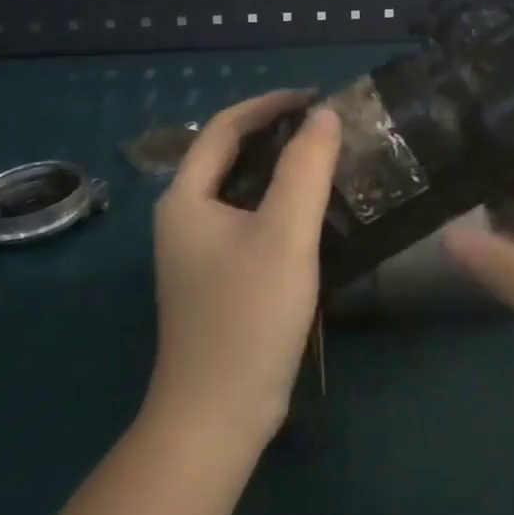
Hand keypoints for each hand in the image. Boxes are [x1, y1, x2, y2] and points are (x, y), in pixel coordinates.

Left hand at [147, 90, 341, 451]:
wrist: (217, 416)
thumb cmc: (247, 316)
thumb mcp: (284, 234)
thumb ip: (306, 168)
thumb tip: (325, 116)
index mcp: (186, 198)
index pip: (225, 127)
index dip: (270, 104)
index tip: (317, 98)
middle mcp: (184, 218)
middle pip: (230, 155)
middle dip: (277, 134)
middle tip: (328, 128)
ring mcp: (199, 252)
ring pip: (243, 190)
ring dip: (282, 169)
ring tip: (328, 161)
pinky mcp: (219, 279)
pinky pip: (251, 221)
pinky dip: (281, 204)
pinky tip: (315, 213)